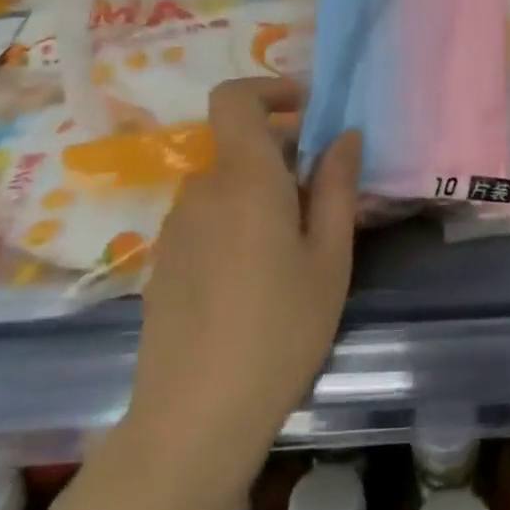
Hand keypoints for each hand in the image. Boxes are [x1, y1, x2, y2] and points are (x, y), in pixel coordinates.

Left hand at [126, 77, 361, 463]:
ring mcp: (176, 228)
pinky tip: (258, 280)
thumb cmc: (280, 331)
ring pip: (227, 186)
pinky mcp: (164, 262)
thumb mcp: (329, 258)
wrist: (193, 419)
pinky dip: (238, 223)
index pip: (234, 99)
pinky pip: (208, 218)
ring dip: (263, 194)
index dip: (270, 90)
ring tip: (297, 248)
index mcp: (245, 179)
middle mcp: (202, 191)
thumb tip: (345, 135)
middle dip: (285, 156)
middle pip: (241, 146)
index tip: (309, 112)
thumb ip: (337, 187)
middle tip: (326, 201)